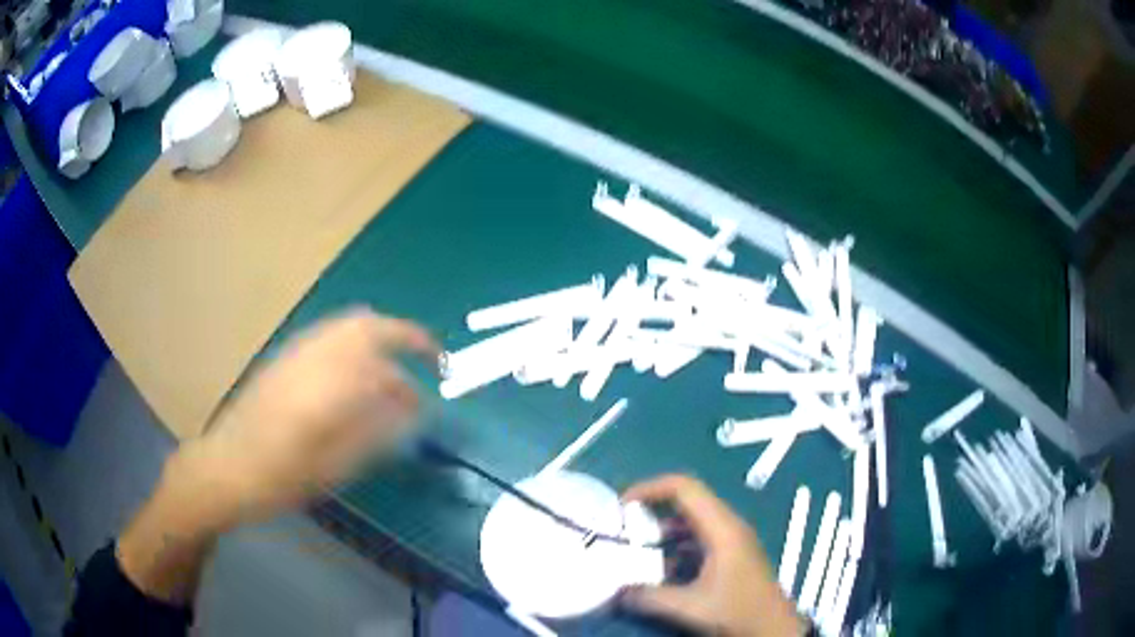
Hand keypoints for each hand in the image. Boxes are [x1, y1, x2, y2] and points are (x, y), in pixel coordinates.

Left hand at [119, 309, 436, 602]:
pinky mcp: (284, 357)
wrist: (226, 467)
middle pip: (366, 323)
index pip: (385, 354)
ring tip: (392, 371)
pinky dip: (354, 345)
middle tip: (424, 359)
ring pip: (346, 325)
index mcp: (329, 382)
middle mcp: (314, 354)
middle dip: (401, 334)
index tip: (439, 372)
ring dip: (377, 338)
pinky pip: (328, 336)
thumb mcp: (336, 465)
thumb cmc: (282, 476)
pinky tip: (356, 377)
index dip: (417, 356)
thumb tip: (411, 407)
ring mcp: (296, 351)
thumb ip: (377, 429)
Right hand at [620, 475, 804, 636]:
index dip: (651, 488)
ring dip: (663, 531)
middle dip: (652, 509)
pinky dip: (676, 546)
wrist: (773, 628)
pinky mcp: (731, 554)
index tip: (622, 506)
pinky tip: (661, 570)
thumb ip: (650, 598)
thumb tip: (616, 591)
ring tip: (637, 549)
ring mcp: (731, 540)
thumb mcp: (691, 607)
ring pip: (692, 521)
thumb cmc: (738, 611)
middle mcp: (728, 526)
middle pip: (687, 501)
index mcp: (722, 528)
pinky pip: (698, 538)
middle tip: (623, 526)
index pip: (684, 488)